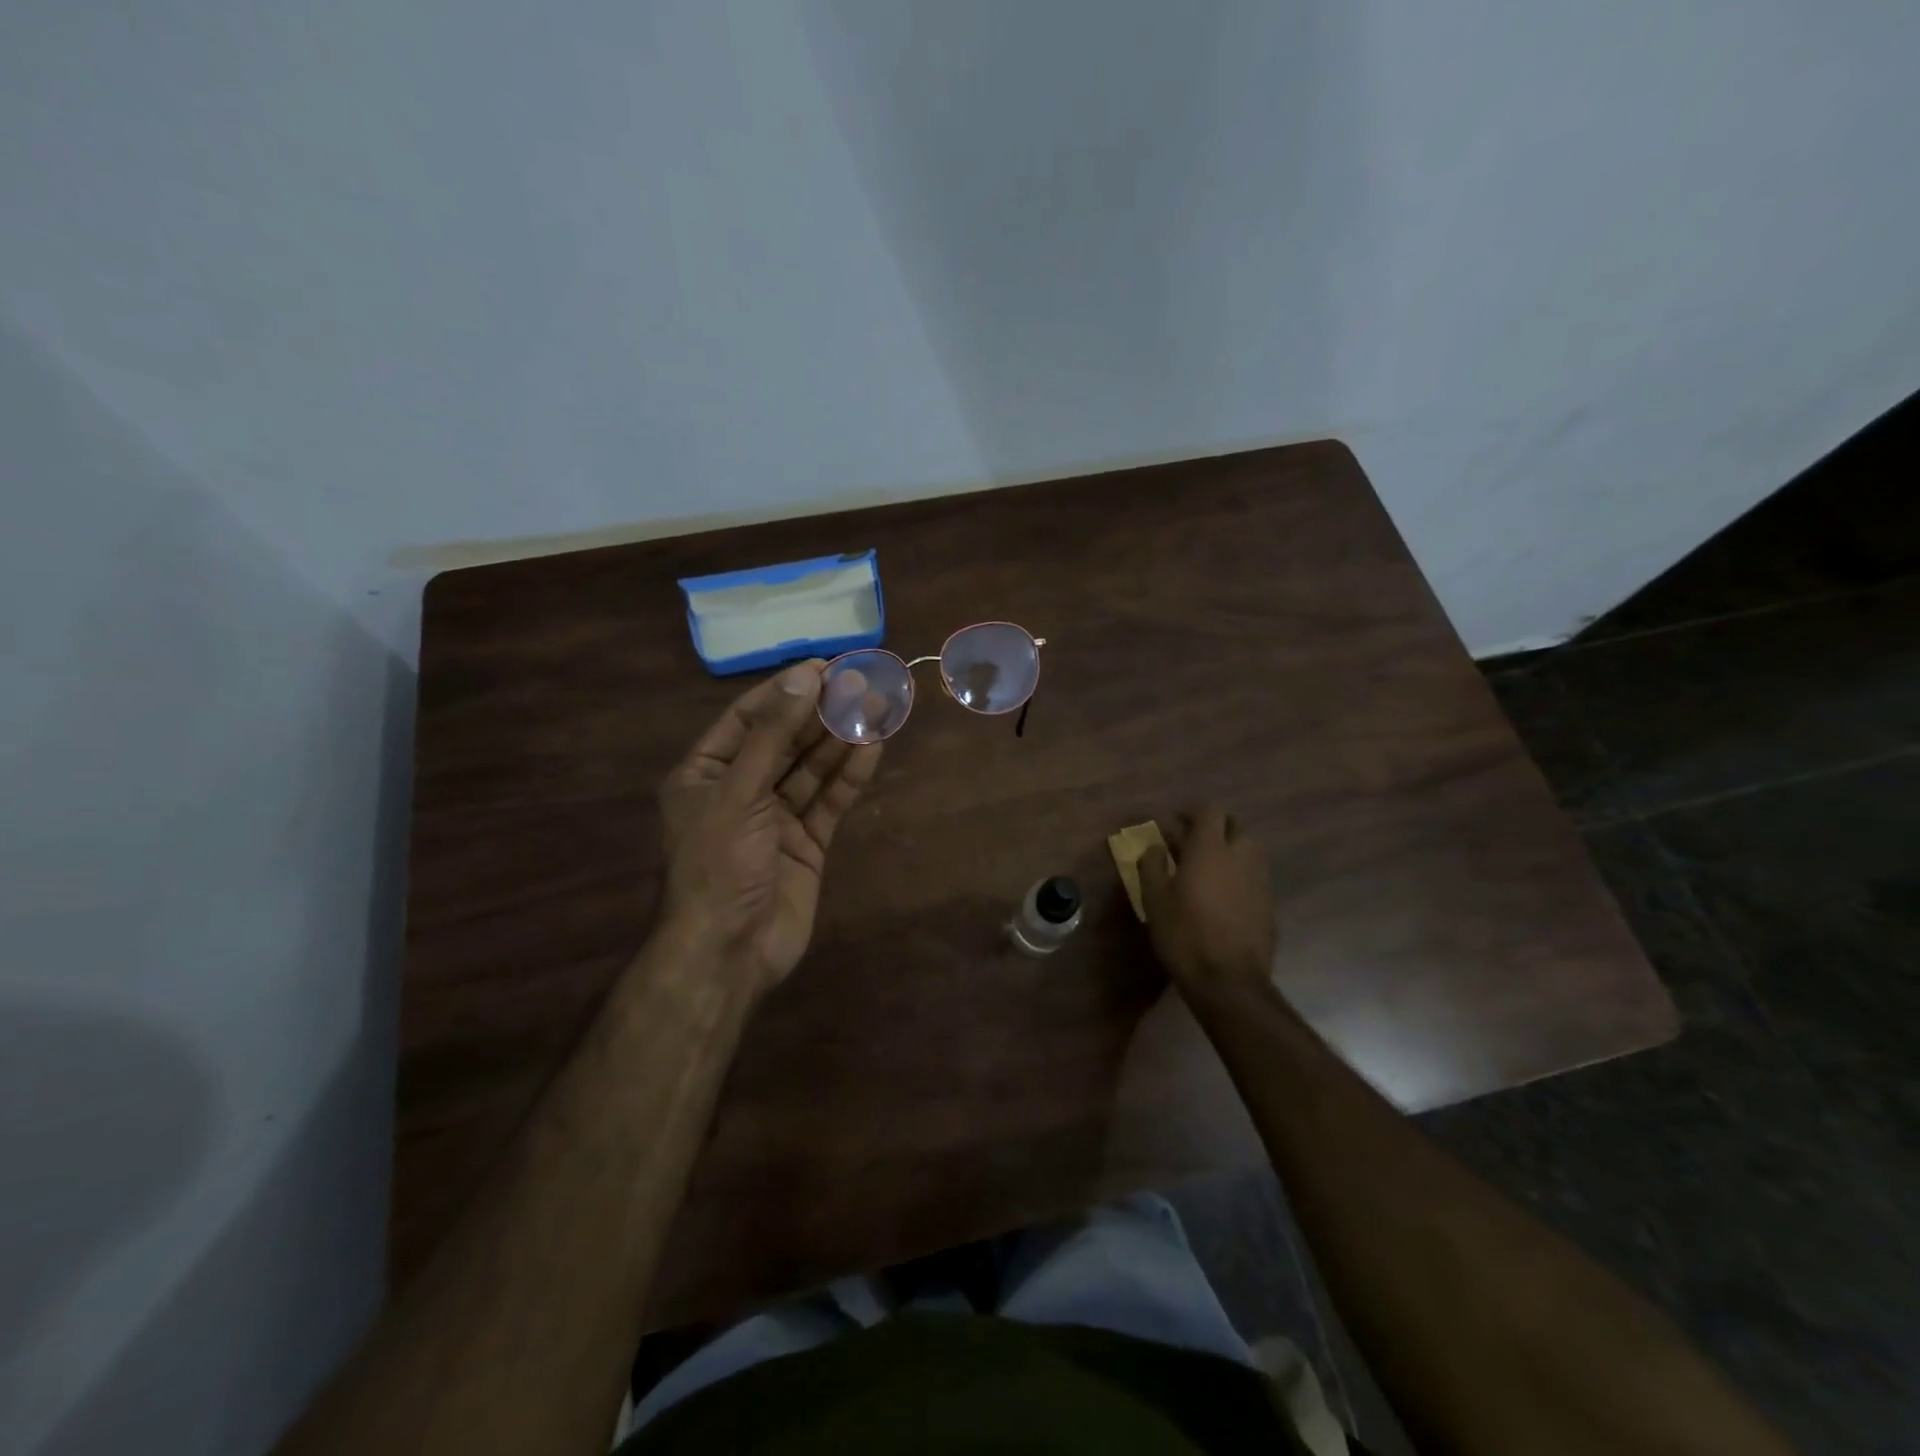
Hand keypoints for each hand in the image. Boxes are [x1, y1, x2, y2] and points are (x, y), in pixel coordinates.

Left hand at [657, 661, 882, 995]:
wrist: (729, 953)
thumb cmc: (719, 865)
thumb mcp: (738, 792)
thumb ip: (772, 736)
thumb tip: (803, 677)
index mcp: (706, 773)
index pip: (749, 718)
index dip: (786, 690)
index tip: (824, 667)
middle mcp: (741, 789)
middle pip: (786, 740)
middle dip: (820, 713)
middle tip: (860, 682)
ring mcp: (776, 817)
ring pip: (812, 768)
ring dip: (841, 740)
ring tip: (875, 707)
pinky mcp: (807, 843)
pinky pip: (830, 801)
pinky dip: (850, 777)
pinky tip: (872, 749)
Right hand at [1139, 806, 1277, 999]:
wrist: (1229, 981)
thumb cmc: (1184, 934)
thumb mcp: (1154, 899)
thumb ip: (1152, 865)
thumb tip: (1155, 847)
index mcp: (1211, 848)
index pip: (1209, 810)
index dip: (1192, 811)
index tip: (1175, 821)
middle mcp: (1241, 856)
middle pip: (1233, 826)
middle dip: (1213, 828)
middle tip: (1190, 843)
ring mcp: (1260, 880)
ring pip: (1247, 850)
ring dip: (1228, 850)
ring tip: (1206, 869)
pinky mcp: (1269, 903)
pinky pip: (1253, 875)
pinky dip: (1238, 874)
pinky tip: (1221, 895)